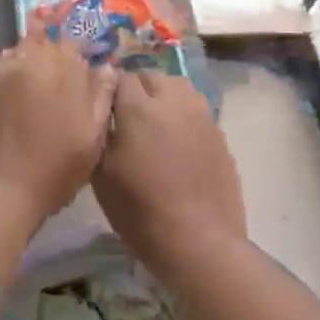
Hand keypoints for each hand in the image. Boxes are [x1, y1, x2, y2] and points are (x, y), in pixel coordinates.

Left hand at [0, 36, 116, 223]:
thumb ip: (101, 98)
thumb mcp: (91, 140)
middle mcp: (27, 62)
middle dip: (47, 60)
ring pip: (14, 58)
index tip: (76, 79)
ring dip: (23, 70)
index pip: (71, 46)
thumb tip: (106, 69)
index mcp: (62, 70)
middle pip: (40, 45)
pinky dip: (0, 88)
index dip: (74, 60)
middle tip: (50, 89)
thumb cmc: (51, 172)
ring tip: (25, 98)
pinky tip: (2, 111)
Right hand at [94, 71, 245, 279]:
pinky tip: (176, 142)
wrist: (200, 242)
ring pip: (178, 87)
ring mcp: (201, 115)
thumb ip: (100, 134)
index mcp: (138, 109)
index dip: (108, 90)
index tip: (102, 108)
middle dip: (136, 88)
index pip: (119, 77)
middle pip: (151, 76)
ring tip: (154, 123)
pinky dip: (182, 115)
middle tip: (126, 116)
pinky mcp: (219, 133)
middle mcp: (172, 101)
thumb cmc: (141, 212)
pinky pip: (196, 109)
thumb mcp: (102, 176)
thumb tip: (101, 113)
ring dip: (163, 96)